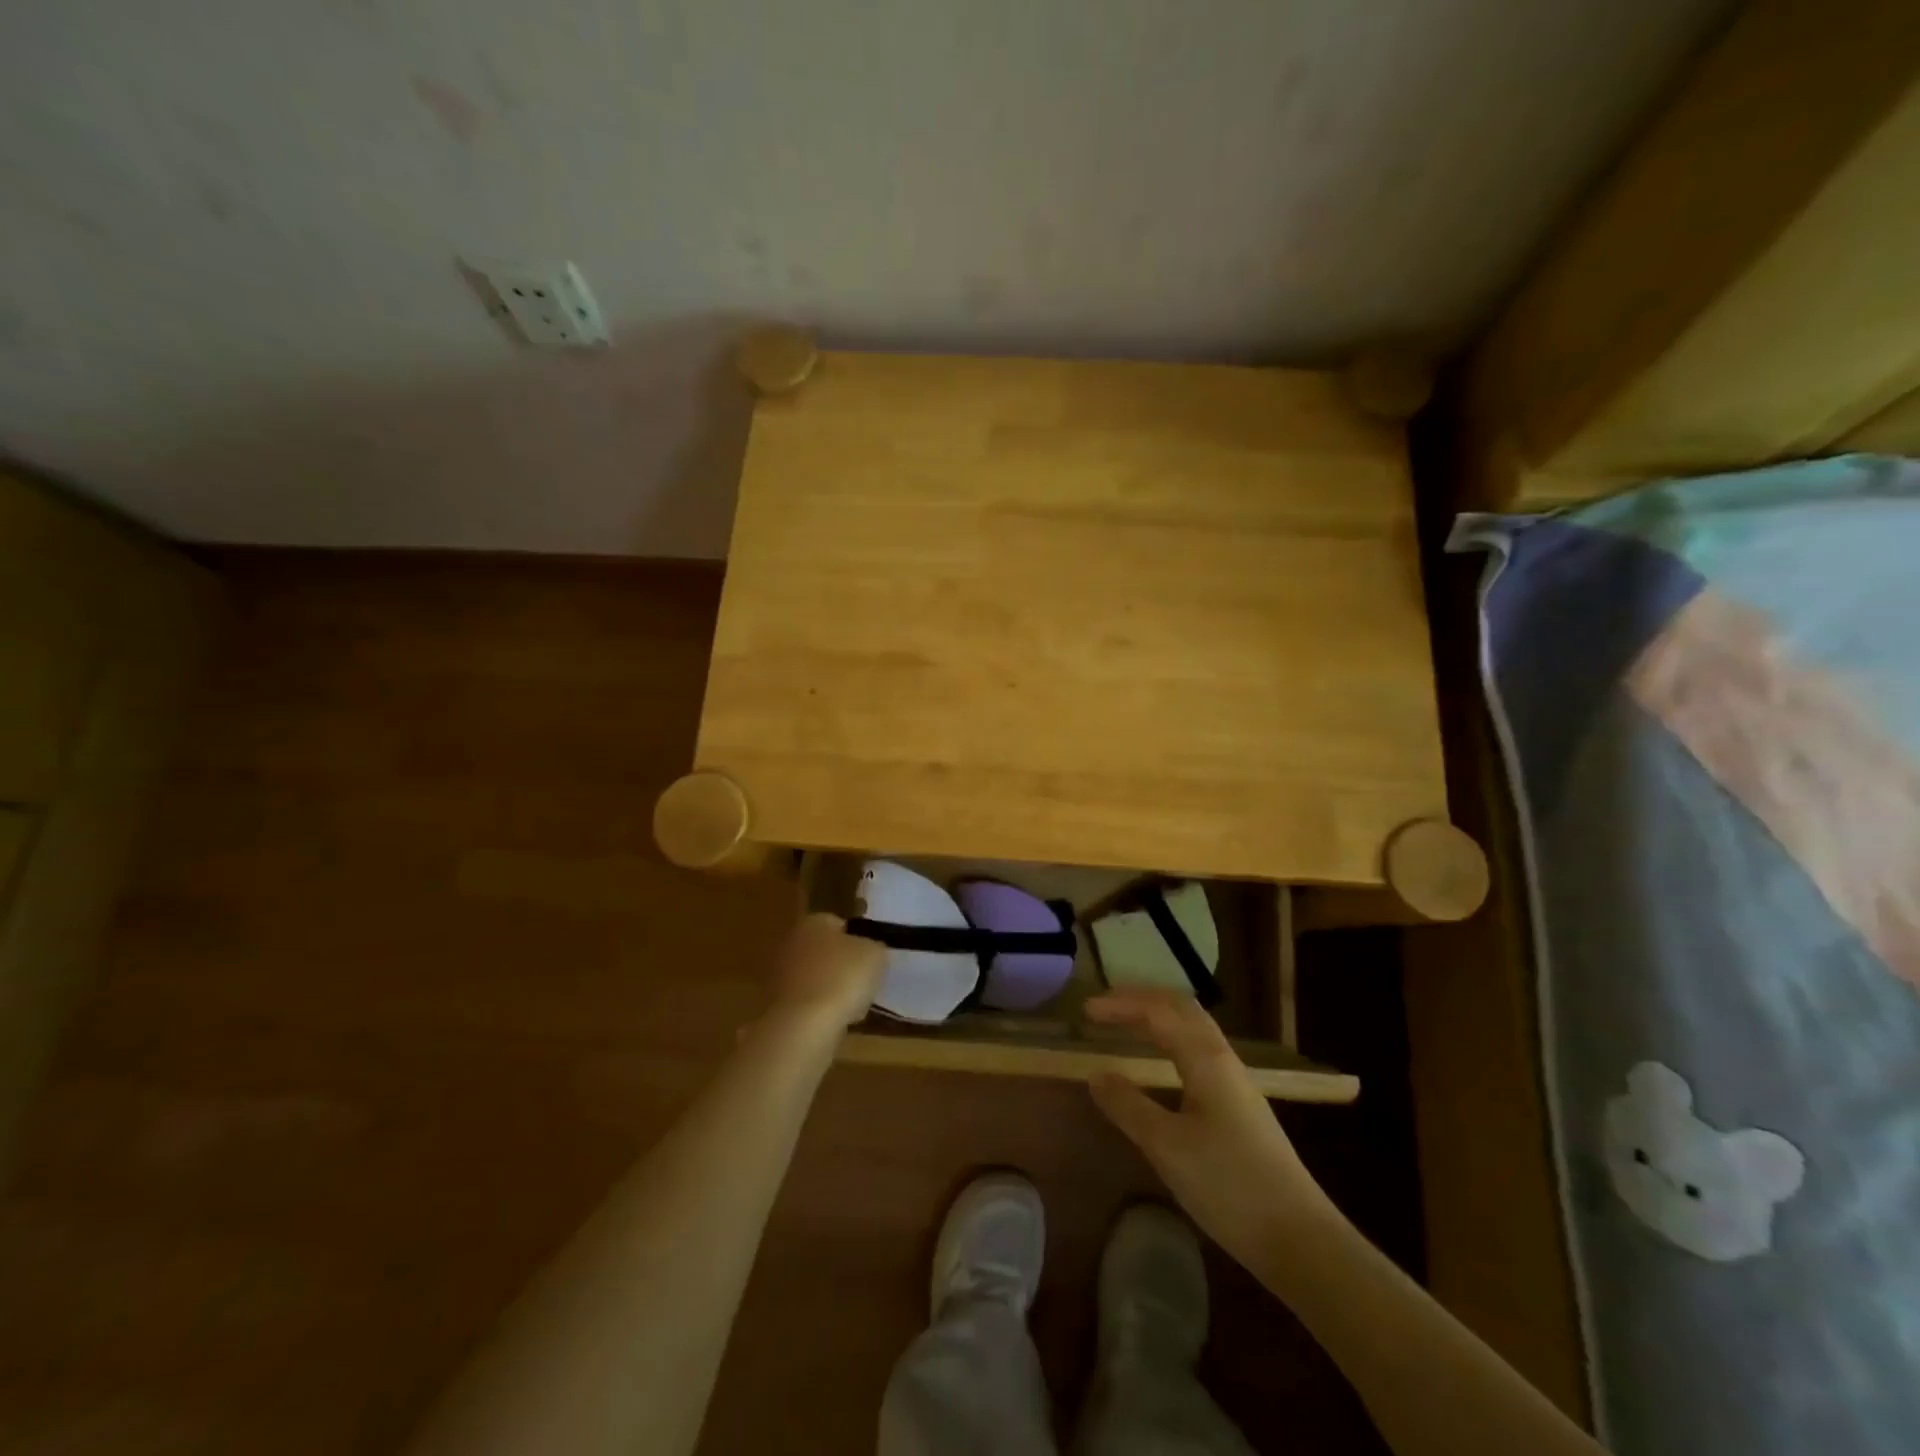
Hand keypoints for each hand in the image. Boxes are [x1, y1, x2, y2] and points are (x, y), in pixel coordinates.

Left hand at [768, 912, 884, 1031]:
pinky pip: (806, 1005)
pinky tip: (833, 1025)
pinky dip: (818, 1013)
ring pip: (814, 980)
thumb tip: (869, 951)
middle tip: (863, 984)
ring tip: (852, 1009)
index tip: (872, 960)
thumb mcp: (876, 955)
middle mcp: (790, 943)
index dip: (859, 940)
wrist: (803, 1027)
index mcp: (813, 922)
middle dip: (841, 967)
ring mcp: (778, 976)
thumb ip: (874, 947)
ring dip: (830, 992)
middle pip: (824, 952)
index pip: (839, 924)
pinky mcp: (774, 1007)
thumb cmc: (841, 979)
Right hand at [1086, 989, 1336, 1269]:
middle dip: (1142, 1000)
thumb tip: (1096, 1074)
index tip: (1085, 1010)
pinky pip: (1200, 1052)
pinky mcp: (1241, 1108)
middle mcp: (1224, 1060)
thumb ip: (1128, 1106)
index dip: (1120, 1005)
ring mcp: (1237, 1084)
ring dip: (1159, 1018)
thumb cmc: (1229, 1185)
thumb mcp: (1167, 1147)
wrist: (1301, 1239)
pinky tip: (1163, 1066)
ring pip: (1194, 1030)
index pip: (1158, 1012)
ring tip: (1128, 1026)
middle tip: (1105, 1007)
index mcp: (1206, 1059)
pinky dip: (1173, 1041)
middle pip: (1182, 1009)